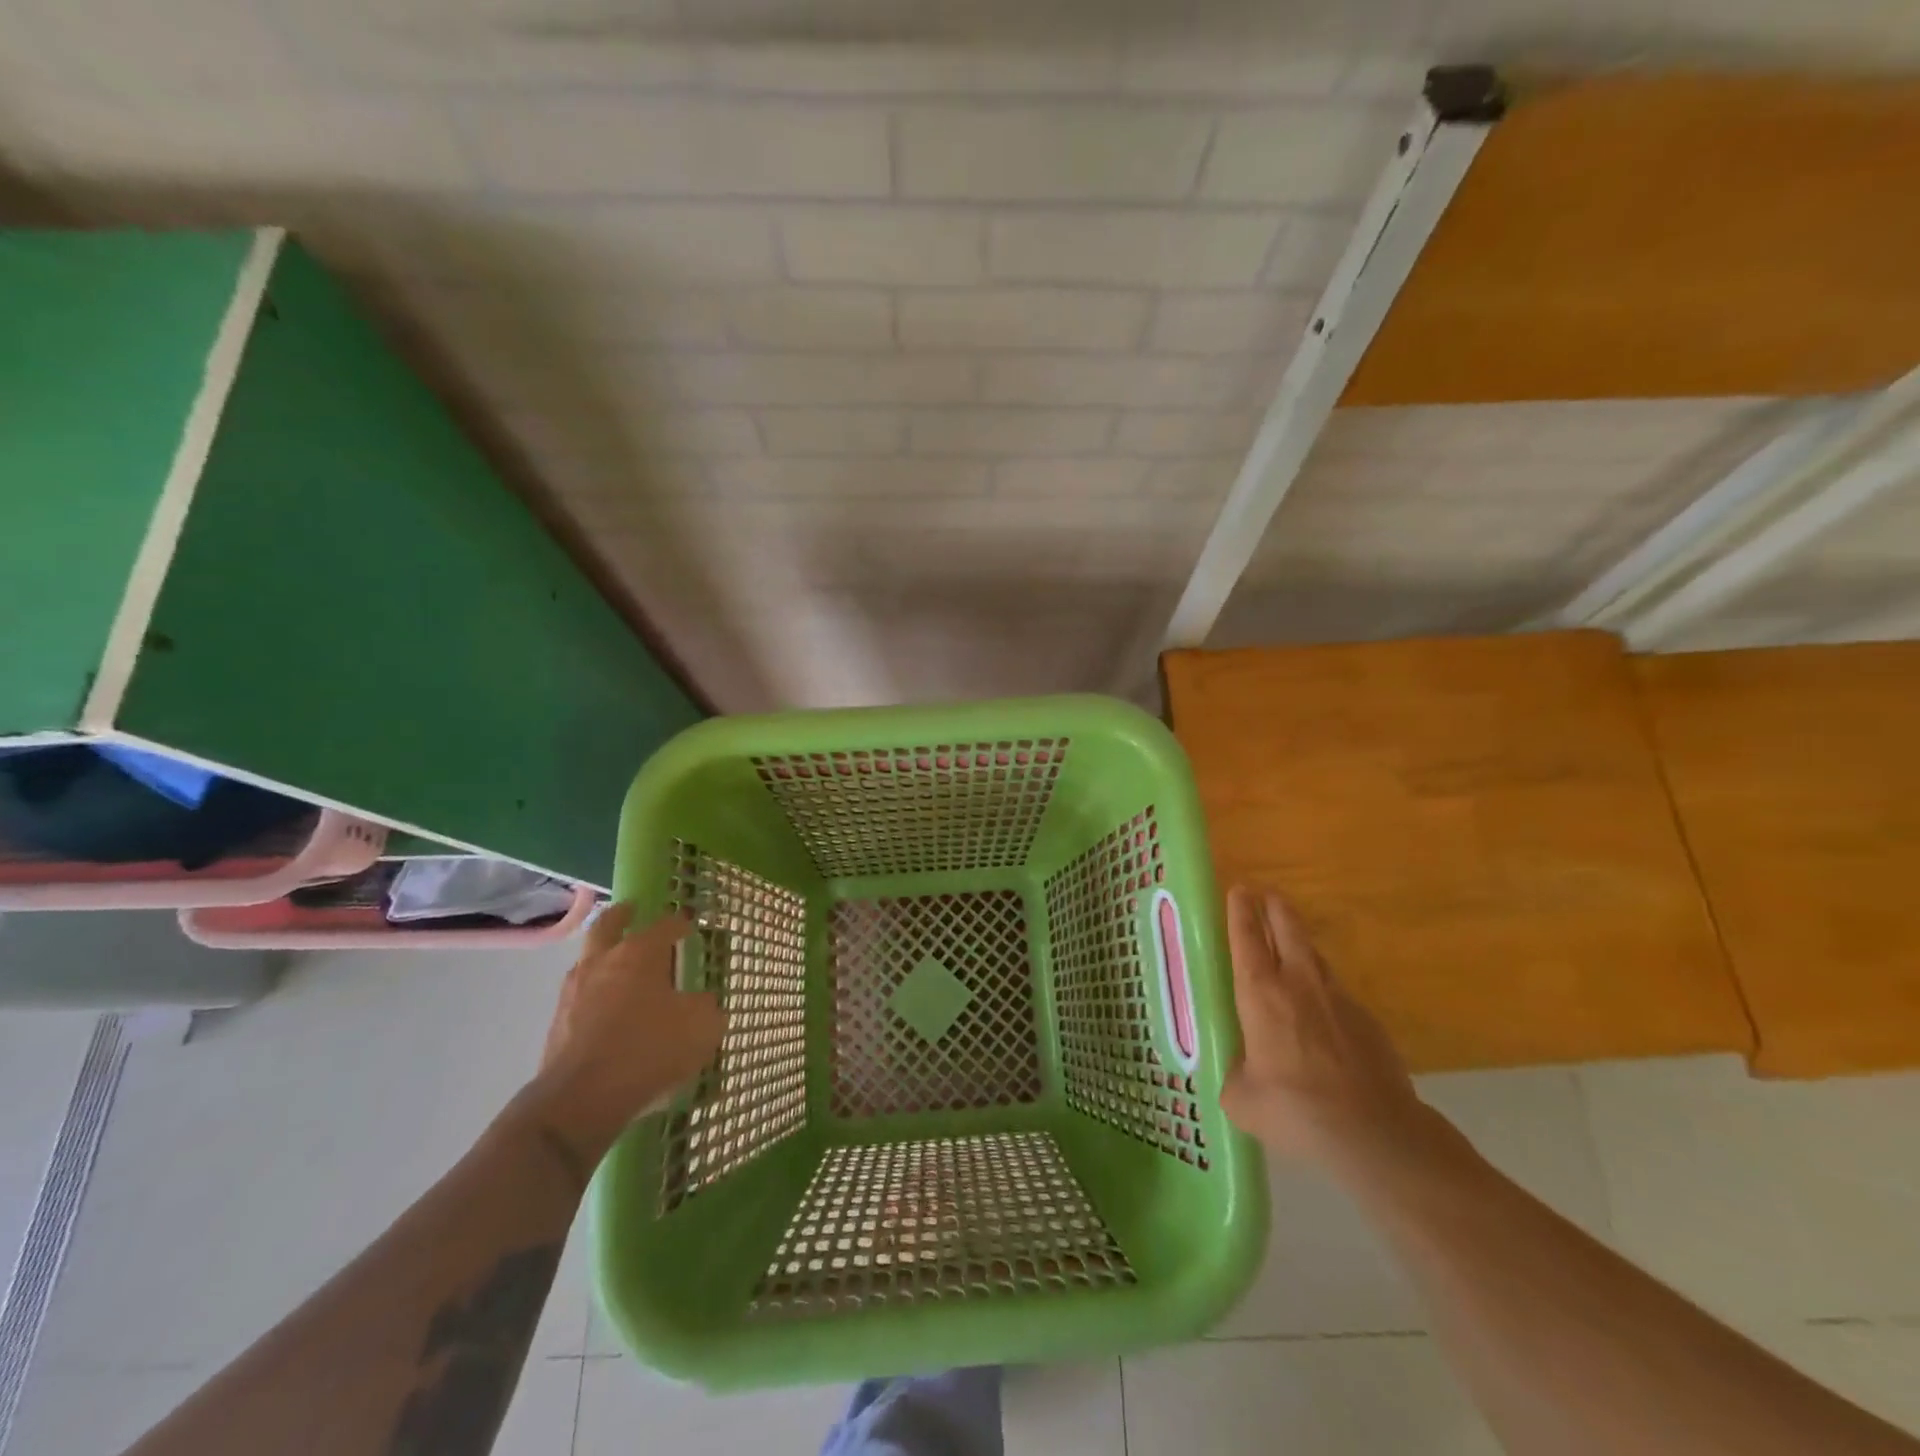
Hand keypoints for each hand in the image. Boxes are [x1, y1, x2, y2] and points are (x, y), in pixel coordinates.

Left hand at [520, 902, 723, 1169]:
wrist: (581, 1100)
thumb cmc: (649, 1050)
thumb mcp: (701, 1027)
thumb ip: (706, 1008)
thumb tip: (701, 1002)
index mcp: (639, 954)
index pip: (665, 925)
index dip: (680, 924)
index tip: (689, 926)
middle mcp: (603, 963)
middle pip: (608, 925)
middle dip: (622, 916)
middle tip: (632, 910)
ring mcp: (574, 993)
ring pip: (590, 961)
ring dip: (605, 957)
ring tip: (622, 969)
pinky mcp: (558, 1025)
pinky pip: (582, 998)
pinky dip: (596, 996)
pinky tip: (611, 1013)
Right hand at [1219, 886, 1437, 1175]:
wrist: (1374, 1133)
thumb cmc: (1294, 1108)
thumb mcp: (1243, 1100)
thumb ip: (1236, 1077)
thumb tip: (1240, 1077)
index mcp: (1260, 993)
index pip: (1247, 937)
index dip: (1241, 910)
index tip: (1239, 889)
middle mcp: (1299, 983)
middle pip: (1288, 928)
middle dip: (1276, 906)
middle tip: (1267, 894)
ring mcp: (1339, 999)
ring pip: (1315, 957)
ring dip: (1301, 944)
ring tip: (1291, 946)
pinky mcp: (1369, 1022)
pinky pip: (1338, 994)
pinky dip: (1324, 992)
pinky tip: (1321, 1015)